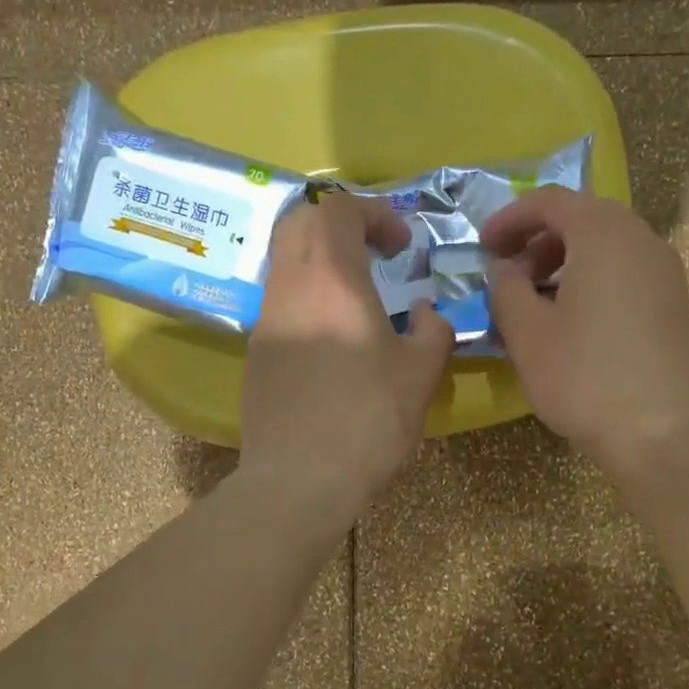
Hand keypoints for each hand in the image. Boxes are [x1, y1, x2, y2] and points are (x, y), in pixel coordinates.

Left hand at [239, 190, 453, 530]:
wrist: (299, 479)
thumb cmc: (367, 421)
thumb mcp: (421, 375)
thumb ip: (432, 331)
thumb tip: (423, 314)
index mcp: (333, 279)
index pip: (338, 208)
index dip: (374, 213)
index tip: (402, 248)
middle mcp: (290, 287)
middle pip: (301, 222)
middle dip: (339, 225)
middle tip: (373, 255)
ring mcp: (266, 319)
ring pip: (285, 261)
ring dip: (320, 262)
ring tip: (355, 297)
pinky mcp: (256, 352)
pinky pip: (279, 301)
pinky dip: (306, 297)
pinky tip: (331, 338)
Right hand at [481, 187, 688, 491]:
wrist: (661, 433)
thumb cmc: (584, 376)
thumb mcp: (527, 332)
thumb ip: (505, 289)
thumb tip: (504, 269)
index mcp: (603, 234)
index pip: (550, 201)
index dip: (509, 218)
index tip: (481, 246)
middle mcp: (641, 239)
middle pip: (582, 218)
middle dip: (537, 240)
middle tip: (507, 274)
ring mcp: (665, 272)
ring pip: (605, 247)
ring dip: (563, 262)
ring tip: (534, 301)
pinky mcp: (674, 304)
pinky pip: (624, 272)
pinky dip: (590, 280)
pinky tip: (570, 322)